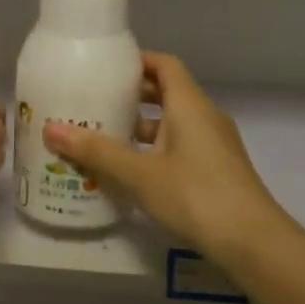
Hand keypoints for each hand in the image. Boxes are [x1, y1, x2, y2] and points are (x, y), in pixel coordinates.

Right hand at [45, 54, 292, 263]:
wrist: (253, 242)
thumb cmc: (196, 195)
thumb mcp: (140, 173)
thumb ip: (97, 151)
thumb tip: (50, 129)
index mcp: (189, 105)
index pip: (164, 64)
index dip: (137, 61)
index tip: (105, 68)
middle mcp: (204, 117)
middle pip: (166, 92)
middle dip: (131, 96)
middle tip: (93, 101)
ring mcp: (214, 145)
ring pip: (172, 123)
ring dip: (140, 127)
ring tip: (102, 137)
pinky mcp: (216, 170)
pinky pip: (179, 146)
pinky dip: (154, 149)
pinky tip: (129, 170)